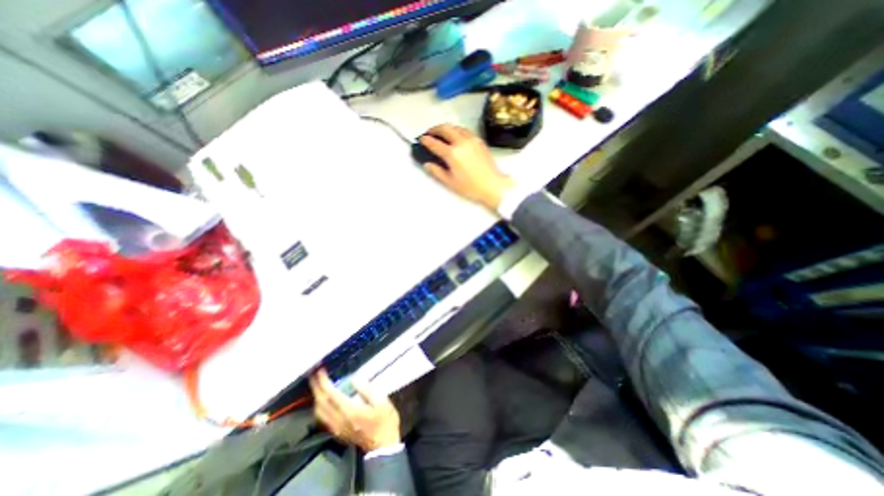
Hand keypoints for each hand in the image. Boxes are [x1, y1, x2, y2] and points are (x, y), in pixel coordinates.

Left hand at [306, 369, 398, 452]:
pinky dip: (319, 406)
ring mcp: (336, 428)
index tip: (320, 370)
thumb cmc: (385, 420)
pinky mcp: (337, 432)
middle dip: (316, 387)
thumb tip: (354, 379)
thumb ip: (367, 389)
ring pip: (319, 412)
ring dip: (316, 396)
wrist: (383, 445)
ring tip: (318, 384)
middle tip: (314, 374)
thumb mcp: (382, 401)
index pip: (331, 395)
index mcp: (350, 411)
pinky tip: (323, 399)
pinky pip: (322, 418)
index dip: (324, 382)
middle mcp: (339, 420)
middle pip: (321, 403)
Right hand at [421, 124, 518, 210]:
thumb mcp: (450, 182)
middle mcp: (461, 142)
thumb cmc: (470, 187)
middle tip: (429, 133)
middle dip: (435, 129)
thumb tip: (427, 164)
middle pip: (445, 128)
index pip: (435, 143)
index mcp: (452, 153)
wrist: (493, 185)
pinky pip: (465, 131)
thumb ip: (437, 172)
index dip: (426, 141)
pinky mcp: (479, 141)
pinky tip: (455, 137)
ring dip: (446, 128)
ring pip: (456, 127)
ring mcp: (472, 139)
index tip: (421, 139)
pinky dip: (457, 130)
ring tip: (441, 134)